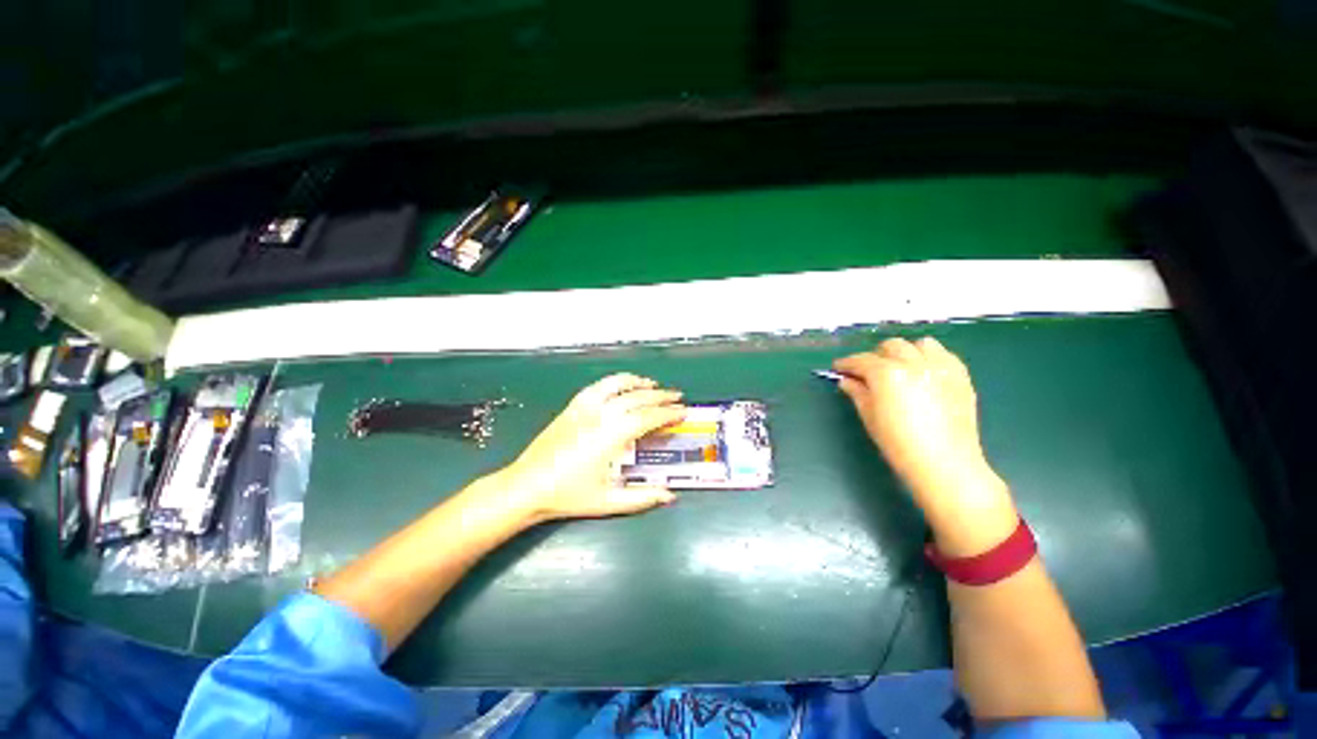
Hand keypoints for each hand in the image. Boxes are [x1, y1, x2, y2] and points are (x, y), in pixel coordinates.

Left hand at [497, 373, 686, 523]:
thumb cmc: (568, 495)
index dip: (669, 413)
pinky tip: (620, 385)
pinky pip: (597, 386)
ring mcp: (585, 408)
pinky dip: (613, 382)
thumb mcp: (608, 500)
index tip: (683, 412)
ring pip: (617, 385)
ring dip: (637, 383)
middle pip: (637, 398)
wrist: (528, 486)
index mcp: (612, 436)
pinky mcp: (572, 406)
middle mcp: (601, 415)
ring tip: (652, 384)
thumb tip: (670, 495)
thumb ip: (642, 497)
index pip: (649, 417)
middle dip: (660, 396)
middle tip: (676, 397)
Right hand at [834, 337, 1016, 554]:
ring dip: (905, 352)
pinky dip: (929, 358)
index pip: (860, 360)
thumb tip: (847, 380)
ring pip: (920, 344)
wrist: (945, 464)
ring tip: (900, 369)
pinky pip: (944, 355)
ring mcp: (940, 367)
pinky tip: (924, 374)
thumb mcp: (869, 417)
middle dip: (876, 356)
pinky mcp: (961, 376)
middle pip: (891, 346)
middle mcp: (914, 363)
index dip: (846, 364)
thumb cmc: (899, 443)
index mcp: (887, 373)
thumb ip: (857, 392)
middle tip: (869, 373)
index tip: (839, 369)